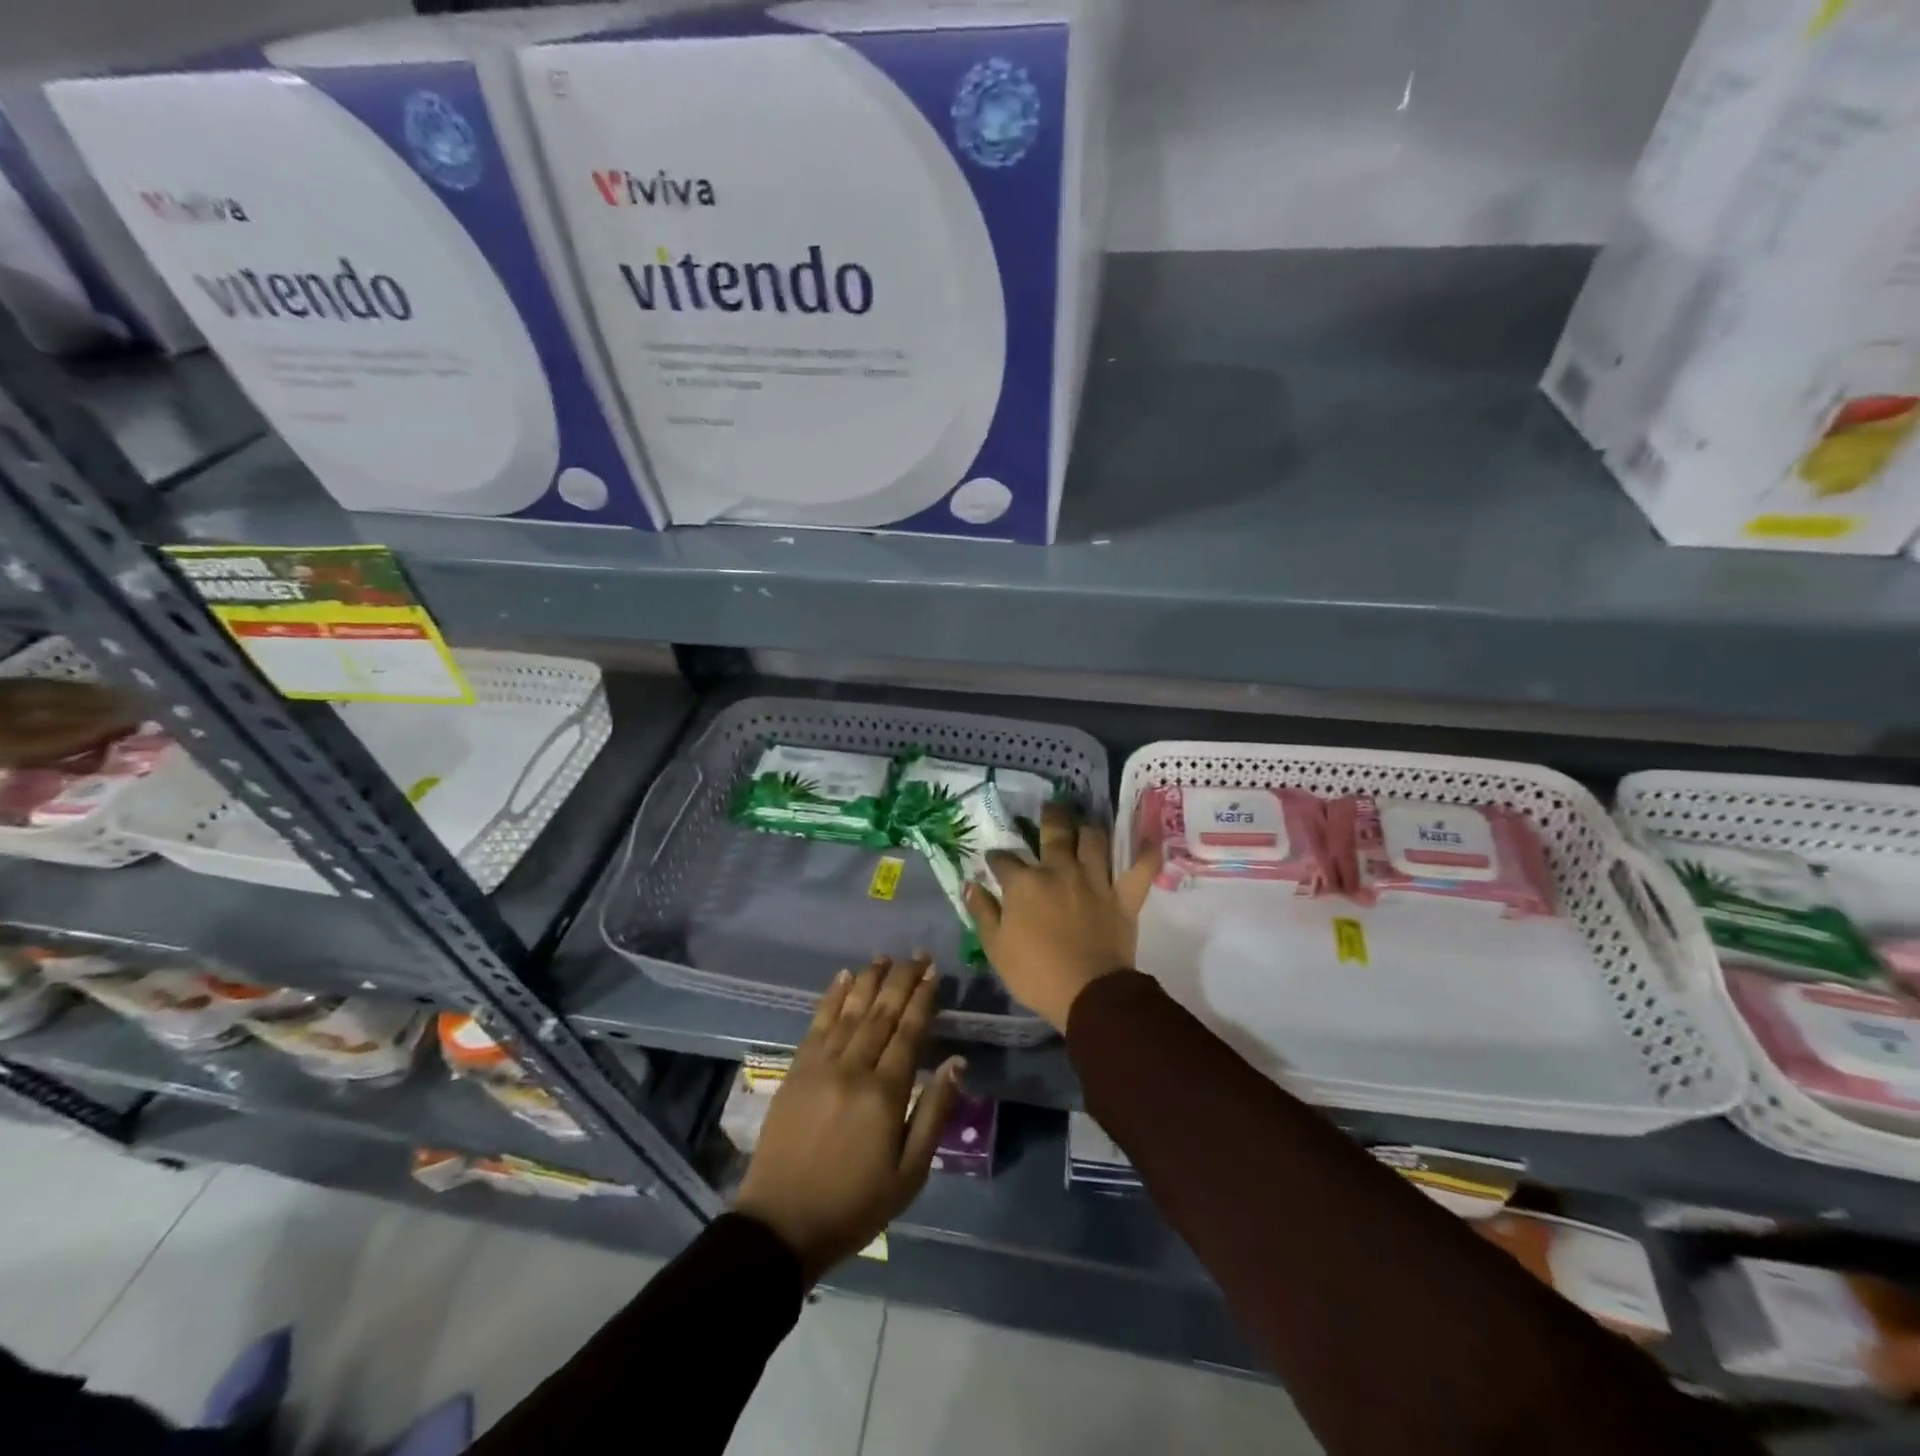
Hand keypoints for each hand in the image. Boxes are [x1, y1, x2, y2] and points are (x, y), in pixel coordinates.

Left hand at [734, 955, 963, 1284]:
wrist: (781, 1226)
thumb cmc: (855, 1205)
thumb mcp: (909, 1174)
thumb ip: (934, 1113)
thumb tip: (957, 1062)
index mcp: (884, 1093)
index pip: (909, 1032)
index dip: (922, 999)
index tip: (933, 972)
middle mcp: (853, 1068)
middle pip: (881, 1012)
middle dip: (901, 979)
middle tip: (917, 954)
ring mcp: (820, 1066)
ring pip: (850, 1011)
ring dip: (869, 980)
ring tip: (885, 956)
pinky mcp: (796, 1070)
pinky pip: (817, 1023)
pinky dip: (832, 997)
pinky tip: (843, 977)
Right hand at [966, 803, 1161, 1030]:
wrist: (1087, 994)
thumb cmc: (1035, 973)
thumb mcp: (995, 947)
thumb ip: (982, 912)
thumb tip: (970, 885)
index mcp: (1025, 883)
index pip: (1005, 860)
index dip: (997, 858)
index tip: (994, 860)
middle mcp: (1060, 870)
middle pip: (1054, 832)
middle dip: (1050, 817)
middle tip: (1050, 809)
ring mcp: (1095, 880)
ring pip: (1094, 840)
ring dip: (1089, 829)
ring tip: (1085, 824)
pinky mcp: (1123, 896)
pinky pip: (1141, 868)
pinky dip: (1146, 853)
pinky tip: (1148, 841)